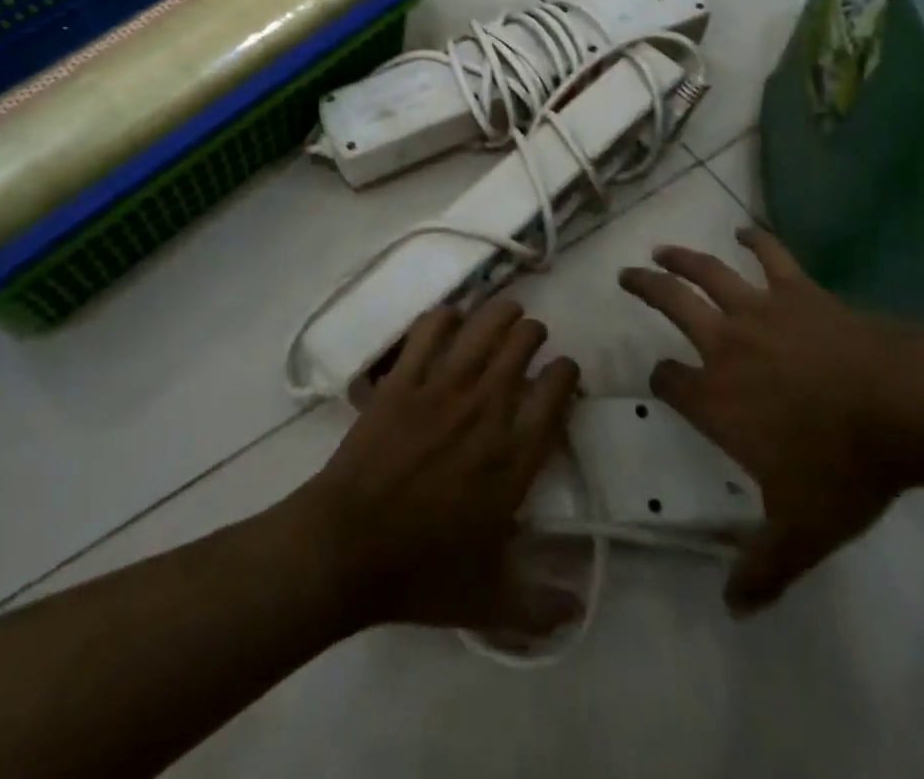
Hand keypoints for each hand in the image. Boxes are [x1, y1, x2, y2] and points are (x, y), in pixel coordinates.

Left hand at [294, 299, 581, 635]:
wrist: (347, 548)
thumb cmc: (421, 573)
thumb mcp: (489, 600)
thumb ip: (539, 607)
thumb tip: (577, 611)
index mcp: (514, 456)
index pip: (557, 391)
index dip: (567, 372)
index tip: (564, 373)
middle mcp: (487, 409)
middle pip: (523, 344)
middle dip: (534, 335)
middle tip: (530, 341)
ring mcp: (442, 388)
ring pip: (484, 326)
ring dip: (501, 313)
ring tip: (505, 314)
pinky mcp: (403, 379)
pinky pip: (430, 330)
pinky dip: (445, 317)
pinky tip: (450, 319)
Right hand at [619, 226, 908, 614]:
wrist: (899, 407)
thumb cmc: (842, 467)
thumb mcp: (802, 531)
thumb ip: (763, 568)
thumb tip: (732, 609)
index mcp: (715, 397)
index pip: (670, 381)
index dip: (661, 379)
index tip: (661, 379)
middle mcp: (724, 344)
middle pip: (672, 305)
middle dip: (646, 287)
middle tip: (627, 274)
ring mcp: (759, 311)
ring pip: (708, 272)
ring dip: (682, 257)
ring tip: (663, 248)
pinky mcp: (797, 291)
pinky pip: (772, 257)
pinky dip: (758, 241)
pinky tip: (747, 230)